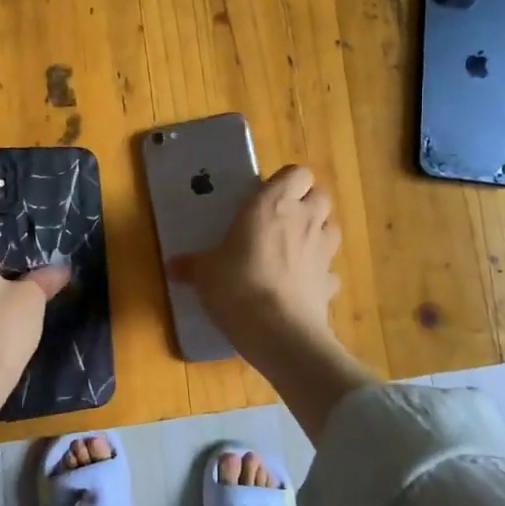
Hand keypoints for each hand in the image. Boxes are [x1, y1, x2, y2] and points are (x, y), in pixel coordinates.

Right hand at [172, 164, 342, 363]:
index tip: (267, 196)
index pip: (297, 173)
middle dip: (306, 204)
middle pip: (320, 196)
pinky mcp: (330, 283)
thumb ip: (192, 265)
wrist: (279, 332)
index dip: (287, 182)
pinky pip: (330, 270)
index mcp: (273, 205)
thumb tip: (172, 266)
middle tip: (281, 220)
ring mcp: (323, 252)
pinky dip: (320, 273)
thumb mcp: (205, 273)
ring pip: (331, 228)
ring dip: (318, 232)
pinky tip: (301, 285)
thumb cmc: (237, 286)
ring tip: (295, 248)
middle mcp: (304, 220)